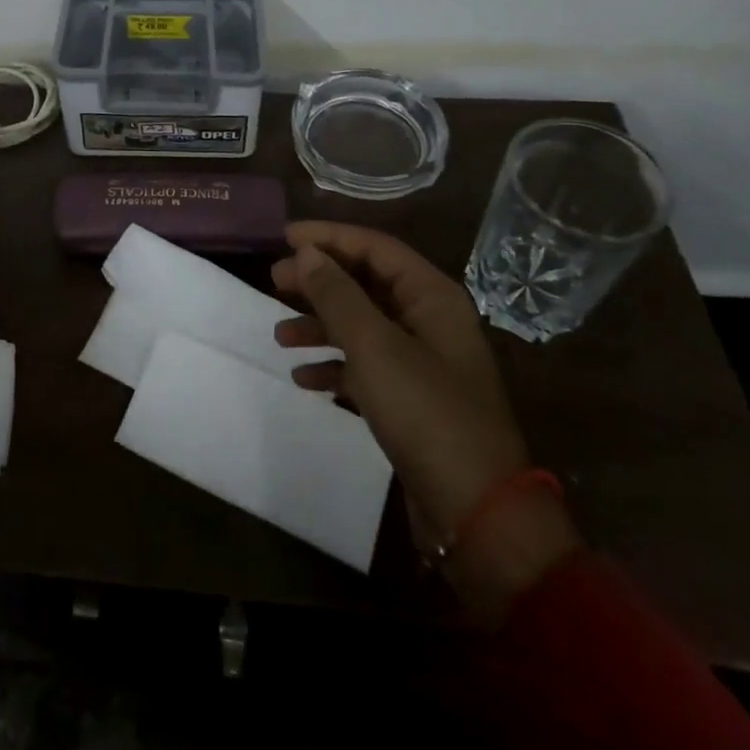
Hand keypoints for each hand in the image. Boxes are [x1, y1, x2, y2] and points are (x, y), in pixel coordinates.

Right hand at [272, 221, 579, 621]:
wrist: (476, 513)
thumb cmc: (426, 413)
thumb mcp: (375, 347)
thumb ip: (337, 295)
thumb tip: (306, 253)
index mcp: (431, 297)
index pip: (375, 247)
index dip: (329, 237)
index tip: (283, 237)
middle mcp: (429, 320)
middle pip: (366, 283)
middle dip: (319, 281)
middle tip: (273, 282)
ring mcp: (422, 361)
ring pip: (362, 325)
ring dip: (320, 324)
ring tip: (279, 334)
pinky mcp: (412, 398)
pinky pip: (365, 366)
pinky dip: (335, 365)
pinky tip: (303, 377)